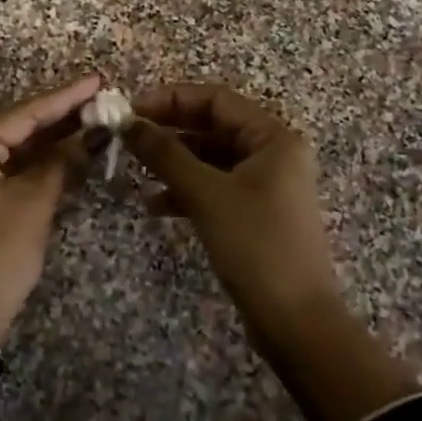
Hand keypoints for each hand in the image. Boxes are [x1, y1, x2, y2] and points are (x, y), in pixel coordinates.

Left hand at [0, 73, 101, 353]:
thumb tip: (90, 135)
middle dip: (59, 114)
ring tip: (92, 118)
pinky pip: (9, 168)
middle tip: (100, 97)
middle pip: (17, 125)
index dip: (64, 97)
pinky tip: (68, 152)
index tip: (97, 79)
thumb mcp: (33, 205)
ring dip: (51, 138)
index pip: (23, 113)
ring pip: (14, 147)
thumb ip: (61, 163)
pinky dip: (38, 162)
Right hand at [125, 84, 340, 335]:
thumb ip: (165, 153)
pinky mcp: (255, 213)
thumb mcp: (205, 193)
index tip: (130, 109)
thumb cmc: (255, 245)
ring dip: (174, 162)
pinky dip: (186, 190)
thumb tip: (128, 122)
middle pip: (213, 126)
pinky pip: (215, 186)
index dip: (171, 99)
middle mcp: (273, 153)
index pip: (216, 99)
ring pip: (210, 158)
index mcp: (273, 137)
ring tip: (135, 170)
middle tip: (127, 136)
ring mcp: (265, 185)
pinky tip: (155, 205)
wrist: (294, 321)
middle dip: (169, 130)